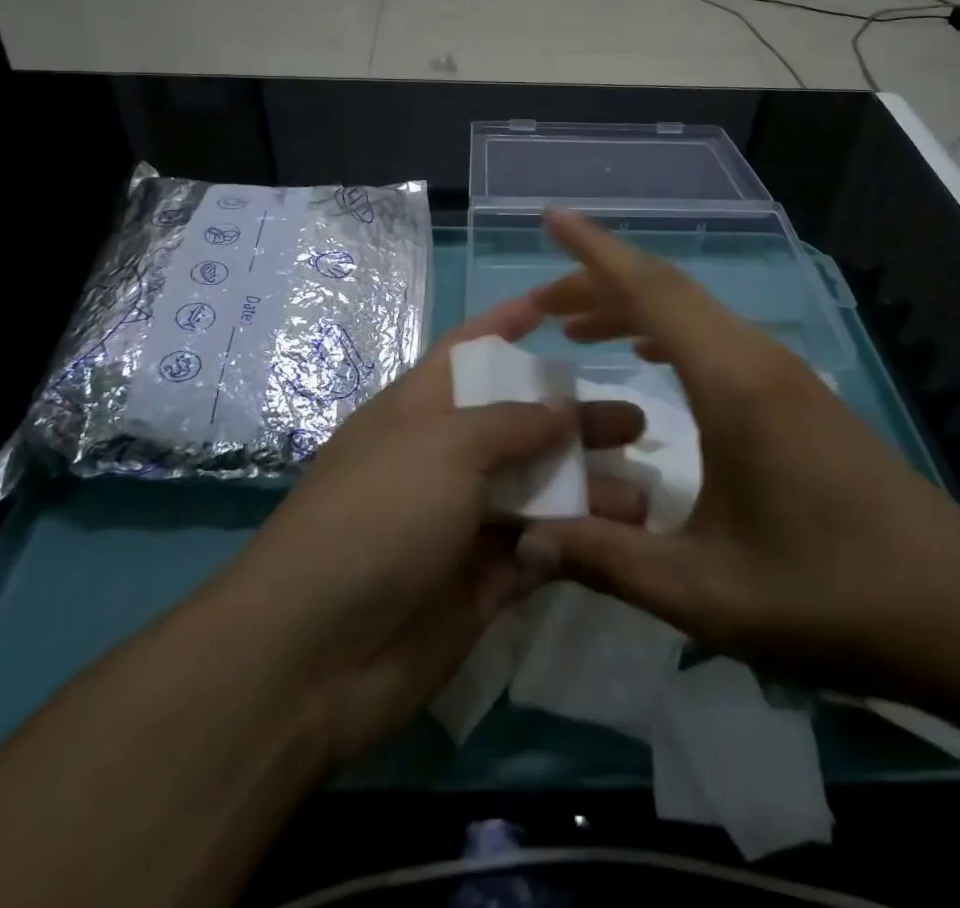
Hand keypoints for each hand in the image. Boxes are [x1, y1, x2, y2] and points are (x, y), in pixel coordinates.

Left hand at [223, 296, 647, 769]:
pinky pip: (538, 552)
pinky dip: (574, 544)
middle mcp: (444, 459)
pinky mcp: (482, 583)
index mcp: (421, 409)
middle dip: (575, 419)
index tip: (558, 306)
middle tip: (635, 423)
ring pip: (538, 492)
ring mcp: (463, 522)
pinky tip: (618, 540)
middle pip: (520, 425)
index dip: (508, 324)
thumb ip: (512, 424)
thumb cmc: (379, 515)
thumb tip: (562, 410)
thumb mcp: (444, 446)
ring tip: (644, 493)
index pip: (470, 350)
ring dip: (588, 488)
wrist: (316, 653)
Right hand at [516, 210, 959, 698]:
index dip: (594, 251)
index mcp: (733, 384)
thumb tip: (525, 543)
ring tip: (579, 329)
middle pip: (668, 291)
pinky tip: (650, 359)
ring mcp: (785, 373)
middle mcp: (758, 359)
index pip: (651, 291)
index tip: (552, 218)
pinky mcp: (799, 395)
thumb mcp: (706, 592)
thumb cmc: (832, 597)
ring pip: (695, 313)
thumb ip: (608, 560)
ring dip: (634, 308)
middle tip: (542, 305)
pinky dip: (670, 331)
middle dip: (598, 284)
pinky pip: (718, 338)